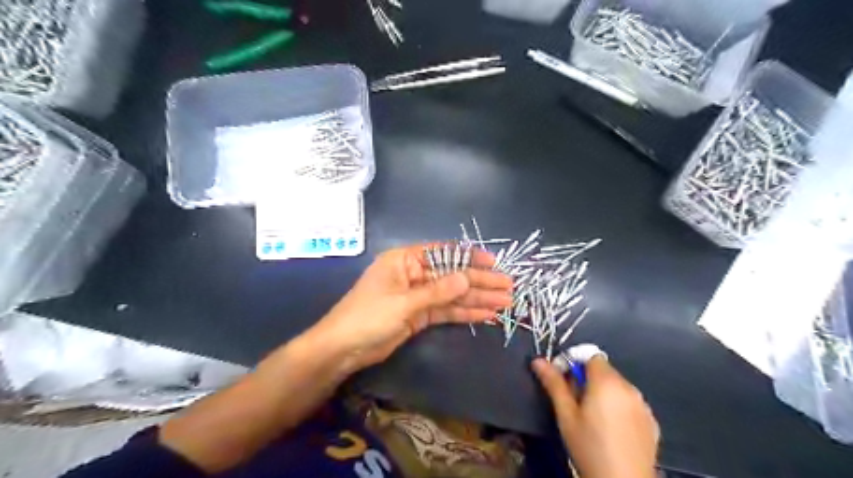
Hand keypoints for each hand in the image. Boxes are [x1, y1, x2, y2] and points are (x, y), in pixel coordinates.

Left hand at [313, 246, 511, 373]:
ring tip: (505, 303)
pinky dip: (465, 313)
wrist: (343, 349)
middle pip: (452, 275)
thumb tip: (468, 278)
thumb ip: (437, 291)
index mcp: (405, 260)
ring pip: (453, 295)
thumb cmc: (367, 317)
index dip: (469, 257)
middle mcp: (414, 274)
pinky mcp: (419, 315)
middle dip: (480, 282)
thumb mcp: (403, 302)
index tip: (493, 263)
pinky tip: (486, 315)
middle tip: (508, 287)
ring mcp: (418, 296)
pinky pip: (446, 311)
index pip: (443, 253)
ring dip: (477, 299)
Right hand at [532, 355, 658, 476]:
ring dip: (603, 393)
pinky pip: (630, 403)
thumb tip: (538, 360)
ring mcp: (643, 405)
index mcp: (606, 382)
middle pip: (604, 370)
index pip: (590, 356)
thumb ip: (554, 384)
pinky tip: (611, 430)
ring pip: (617, 386)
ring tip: (592, 418)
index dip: (574, 364)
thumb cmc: (589, 447)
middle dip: (587, 380)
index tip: (564, 382)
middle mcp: (629, 387)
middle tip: (574, 403)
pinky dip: (619, 407)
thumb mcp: (566, 415)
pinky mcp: (651, 422)